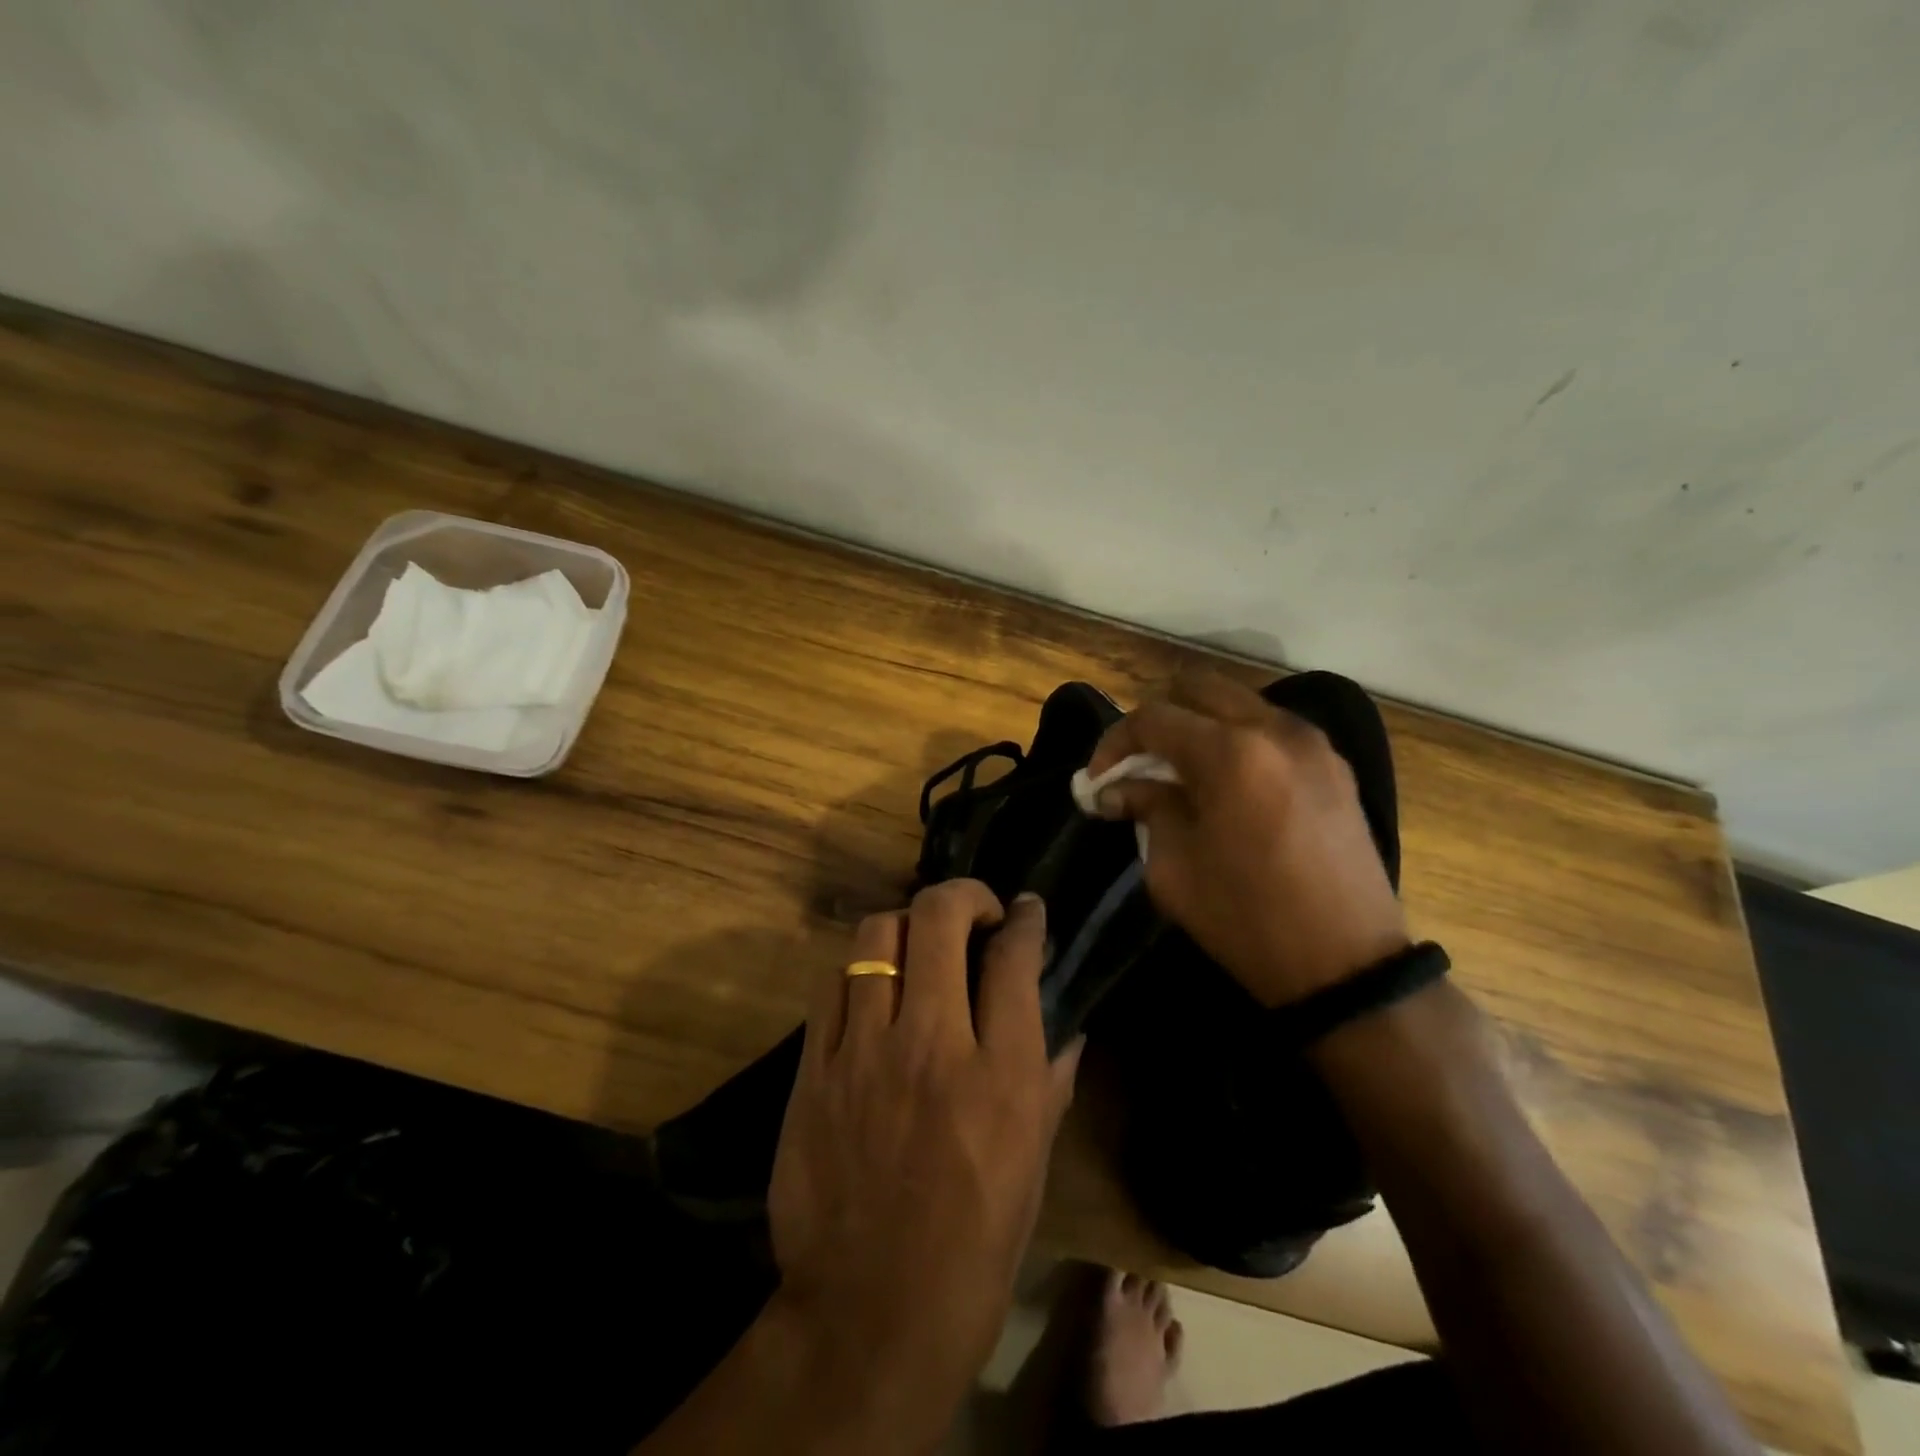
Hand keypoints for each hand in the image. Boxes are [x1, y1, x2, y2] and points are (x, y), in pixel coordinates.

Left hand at [767, 881, 1081, 1434]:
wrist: (871, 1312)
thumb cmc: (974, 1245)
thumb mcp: (1034, 1164)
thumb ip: (1052, 1082)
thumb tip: (1069, 1029)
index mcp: (1000, 1074)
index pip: (1014, 957)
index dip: (1024, 918)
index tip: (1025, 910)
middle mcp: (932, 1044)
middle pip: (938, 918)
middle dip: (964, 895)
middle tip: (974, 911)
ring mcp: (864, 1051)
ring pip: (876, 935)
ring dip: (906, 925)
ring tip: (919, 944)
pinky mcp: (814, 1069)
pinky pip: (832, 984)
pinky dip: (860, 971)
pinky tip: (873, 990)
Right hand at [1086, 669, 1408, 1006]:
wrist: (1346, 964)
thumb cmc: (1247, 919)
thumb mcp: (1174, 868)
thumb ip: (1146, 809)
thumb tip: (1118, 789)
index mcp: (1230, 754)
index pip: (1153, 718)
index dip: (1114, 743)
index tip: (1098, 779)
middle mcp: (1274, 730)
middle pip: (1198, 687)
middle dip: (1157, 719)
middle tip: (1138, 762)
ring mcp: (1312, 743)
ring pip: (1238, 702)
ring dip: (1199, 724)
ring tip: (1180, 772)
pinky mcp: (1334, 765)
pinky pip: (1272, 728)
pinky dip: (1238, 739)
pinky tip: (1227, 782)